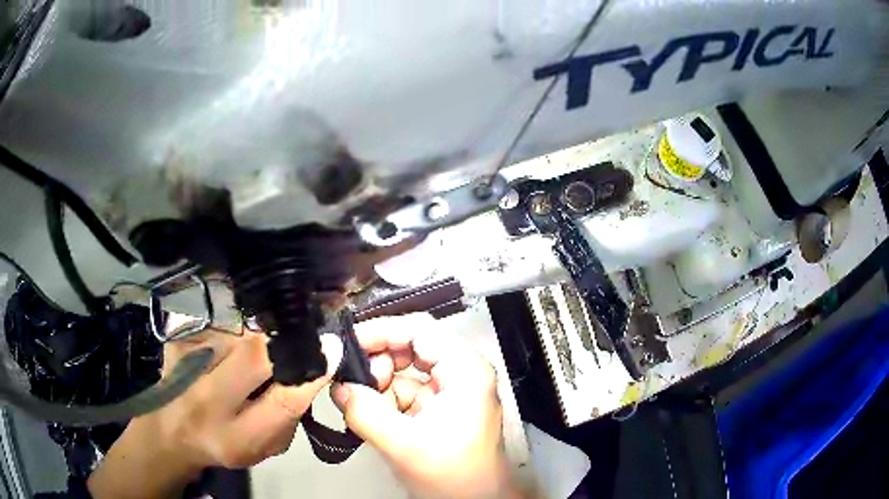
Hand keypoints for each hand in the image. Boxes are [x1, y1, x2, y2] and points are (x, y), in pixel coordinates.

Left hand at [89, 330, 341, 498]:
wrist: (169, 430)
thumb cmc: (223, 444)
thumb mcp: (262, 447)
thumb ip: (288, 415)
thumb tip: (314, 368)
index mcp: (234, 436)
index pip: (281, 402)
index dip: (309, 372)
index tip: (331, 347)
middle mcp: (206, 396)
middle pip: (255, 352)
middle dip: (286, 341)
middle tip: (303, 337)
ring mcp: (186, 359)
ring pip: (240, 332)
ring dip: (261, 337)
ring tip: (259, 351)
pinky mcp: (178, 336)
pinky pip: (222, 324)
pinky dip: (237, 332)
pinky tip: (233, 345)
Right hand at [331, 314, 520, 498]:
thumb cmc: (453, 475)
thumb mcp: (404, 444)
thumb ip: (365, 413)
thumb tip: (339, 388)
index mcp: (464, 370)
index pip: (419, 330)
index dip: (380, 331)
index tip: (346, 343)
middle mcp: (460, 371)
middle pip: (410, 346)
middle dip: (377, 362)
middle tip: (350, 382)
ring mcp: (449, 389)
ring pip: (403, 369)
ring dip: (377, 384)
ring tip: (357, 403)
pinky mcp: (437, 407)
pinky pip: (403, 391)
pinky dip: (383, 399)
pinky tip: (368, 413)